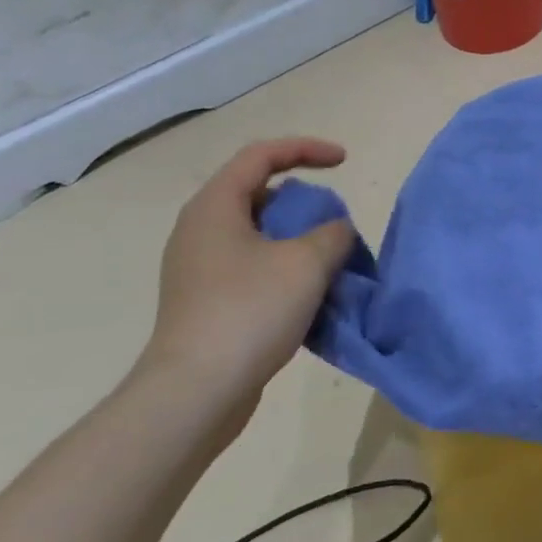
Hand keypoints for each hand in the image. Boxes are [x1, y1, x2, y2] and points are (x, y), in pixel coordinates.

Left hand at [137, 139, 353, 423]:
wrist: (197, 392)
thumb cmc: (250, 311)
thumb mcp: (307, 263)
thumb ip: (333, 233)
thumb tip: (335, 231)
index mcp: (215, 207)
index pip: (262, 155)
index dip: (306, 149)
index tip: (344, 162)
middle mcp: (199, 230)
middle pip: (258, 193)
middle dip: (303, 200)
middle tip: (334, 220)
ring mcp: (198, 268)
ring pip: (257, 233)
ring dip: (297, 238)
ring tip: (329, 259)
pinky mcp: (205, 301)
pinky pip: (251, 266)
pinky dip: (283, 267)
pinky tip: (308, 295)